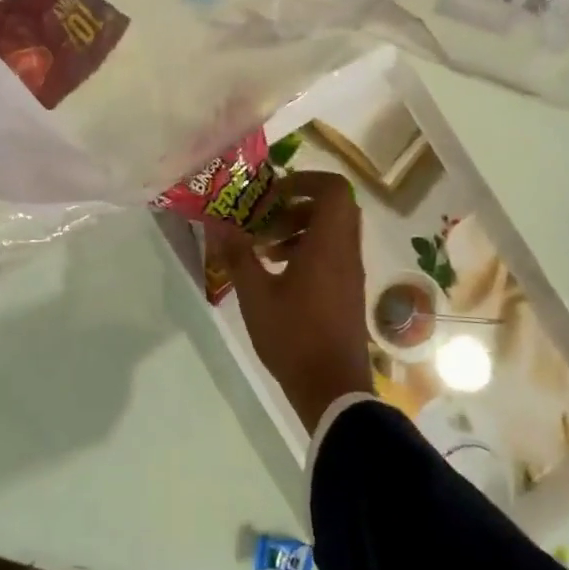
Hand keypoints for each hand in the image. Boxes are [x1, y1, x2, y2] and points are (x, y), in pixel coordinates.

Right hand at [223, 170, 371, 430]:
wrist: (332, 389)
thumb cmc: (293, 336)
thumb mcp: (255, 295)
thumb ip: (237, 255)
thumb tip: (217, 223)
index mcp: (328, 244)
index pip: (333, 189)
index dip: (305, 180)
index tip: (273, 193)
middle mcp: (346, 252)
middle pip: (334, 207)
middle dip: (299, 204)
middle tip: (267, 218)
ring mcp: (351, 273)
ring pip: (334, 231)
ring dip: (301, 229)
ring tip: (266, 249)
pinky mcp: (348, 292)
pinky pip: (334, 253)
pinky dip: (309, 250)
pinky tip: (279, 274)